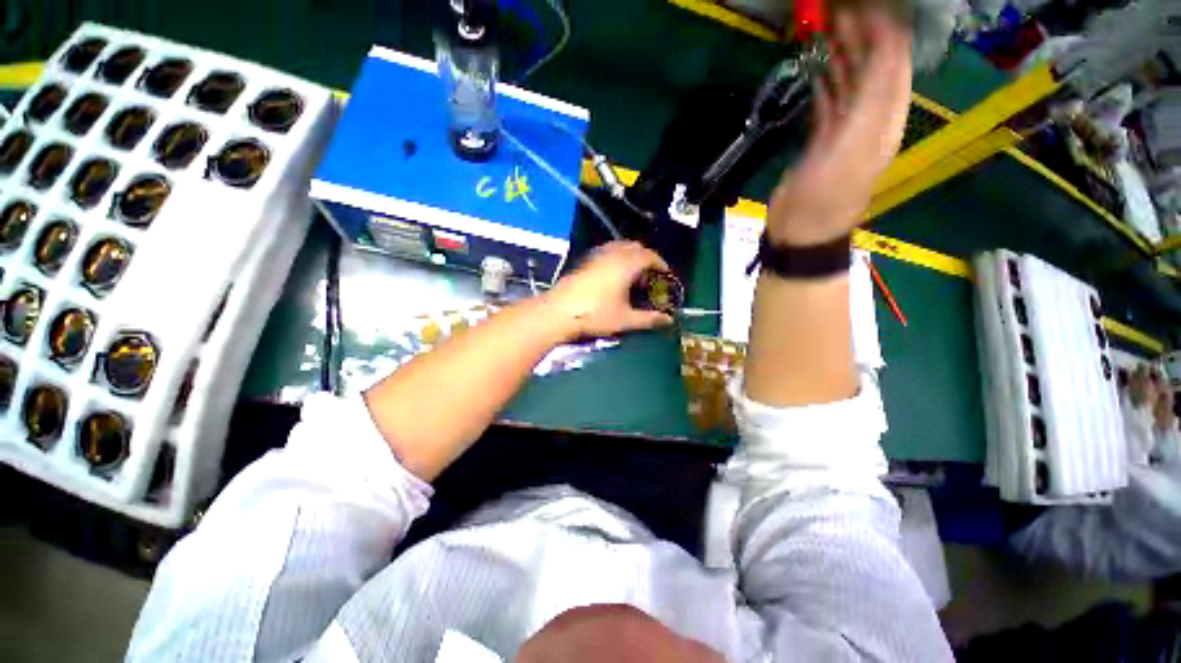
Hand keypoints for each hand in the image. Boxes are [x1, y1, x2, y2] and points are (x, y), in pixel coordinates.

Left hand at [544, 241, 674, 338]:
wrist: (559, 312)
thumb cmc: (595, 315)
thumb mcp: (625, 319)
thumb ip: (649, 319)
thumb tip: (668, 320)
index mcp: (626, 264)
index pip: (649, 256)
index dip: (661, 264)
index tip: (666, 275)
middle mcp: (612, 254)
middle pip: (635, 247)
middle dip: (646, 258)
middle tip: (651, 276)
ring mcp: (596, 256)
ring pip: (619, 248)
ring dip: (630, 257)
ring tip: (633, 276)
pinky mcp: (585, 261)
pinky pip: (607, 252)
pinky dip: (617, 258)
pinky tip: (614, 277)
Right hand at [767, 9, 911, 245]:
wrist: (801, 231)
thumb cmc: (827, 194)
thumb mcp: (855, 144)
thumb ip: (874, 94)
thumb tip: (886, 42)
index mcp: (885, 117)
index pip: (892, 61)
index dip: (881, 29)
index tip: (859, 5)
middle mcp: (870, 119)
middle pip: (871, 68)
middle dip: (859, 35)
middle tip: (835, 10)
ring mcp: (845, 131)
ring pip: (849, 83)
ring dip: (840, 55)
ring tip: (825, 28)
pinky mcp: (822, 143)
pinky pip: (829, 104)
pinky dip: (825, 84)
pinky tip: (817, 70)